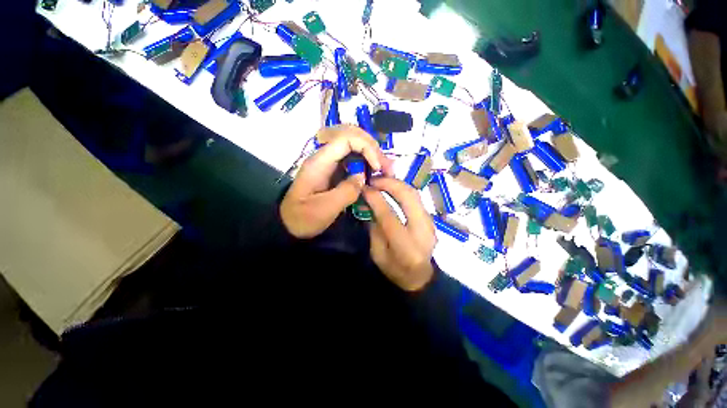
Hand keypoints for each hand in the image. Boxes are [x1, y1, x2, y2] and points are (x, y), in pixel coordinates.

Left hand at [280, 125, 391, 238]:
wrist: (290, 225)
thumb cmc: (304, 218)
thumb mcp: (326, 209)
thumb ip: (347, 191)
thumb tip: (363, 177)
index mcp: (319, 162)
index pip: (346, 138)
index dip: (367, 147)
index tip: (378, 167)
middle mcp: (324, 156)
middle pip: (351, 136)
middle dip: (373, 148)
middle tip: (387, 167)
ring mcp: (329, 163)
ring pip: (354, 146)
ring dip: (371, 154)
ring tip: (384, 170)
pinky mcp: (334, 171)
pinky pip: (353, 159)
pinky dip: (366, 163)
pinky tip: (374, 173)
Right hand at [363, 178, 435, 290]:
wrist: (420, 277)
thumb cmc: (396, 270)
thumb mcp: (378, 254)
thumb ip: (375, 228)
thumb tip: (370, 204)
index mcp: (406, 247)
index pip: (389, 215)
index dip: (375, 198)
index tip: (364, 188)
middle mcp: (422, 231)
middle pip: (408, 197)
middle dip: (390, 183)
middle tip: (374, 179)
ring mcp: (430, 223)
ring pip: (415, 194)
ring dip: (397, 184)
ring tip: (381, 181)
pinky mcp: (430, 219)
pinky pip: (416, 198)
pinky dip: (403, 190)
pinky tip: (391, 188)